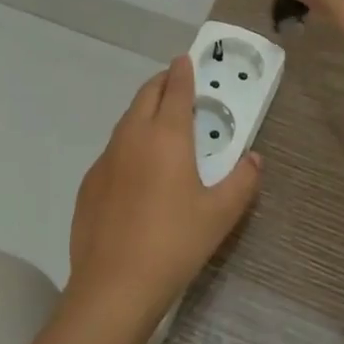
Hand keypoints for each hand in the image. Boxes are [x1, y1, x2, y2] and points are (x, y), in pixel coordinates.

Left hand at [66, 56, 261, 330]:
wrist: (114, 284)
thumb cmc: (175, 243)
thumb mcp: (221, 214)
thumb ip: (242, 181)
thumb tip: (254, 159)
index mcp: (166, 136)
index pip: (176, 90)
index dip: (182, 72)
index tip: (185, 60)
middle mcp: (132, 137)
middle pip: (145, 96)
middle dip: (161, 84)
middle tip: (175, 84)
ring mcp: (106, 159)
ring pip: (125, 121)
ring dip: (143, 111)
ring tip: (158, 121)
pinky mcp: (89, 182)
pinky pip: (112, 150)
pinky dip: (128, 143)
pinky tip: (136, 168)